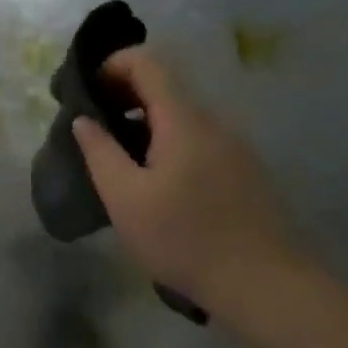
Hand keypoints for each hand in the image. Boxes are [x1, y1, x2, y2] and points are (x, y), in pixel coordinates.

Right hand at [72, 48, 303, 315]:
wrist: (263, 283)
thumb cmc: (184, 238)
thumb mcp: (125, 199)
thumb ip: (100, 152)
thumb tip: (84, 120)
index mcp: (183, 120)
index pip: (148, 64)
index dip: (112, 65)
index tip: (87, 93)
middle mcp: (213, 122)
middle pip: (165, 87)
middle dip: (124, 95)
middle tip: (94, 126)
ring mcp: (234, 146)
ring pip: (181, 116)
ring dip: (145, 122)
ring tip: (119, 157)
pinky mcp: (243, 170)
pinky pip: (198, 139)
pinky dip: (167, 142)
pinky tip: (156, 181)